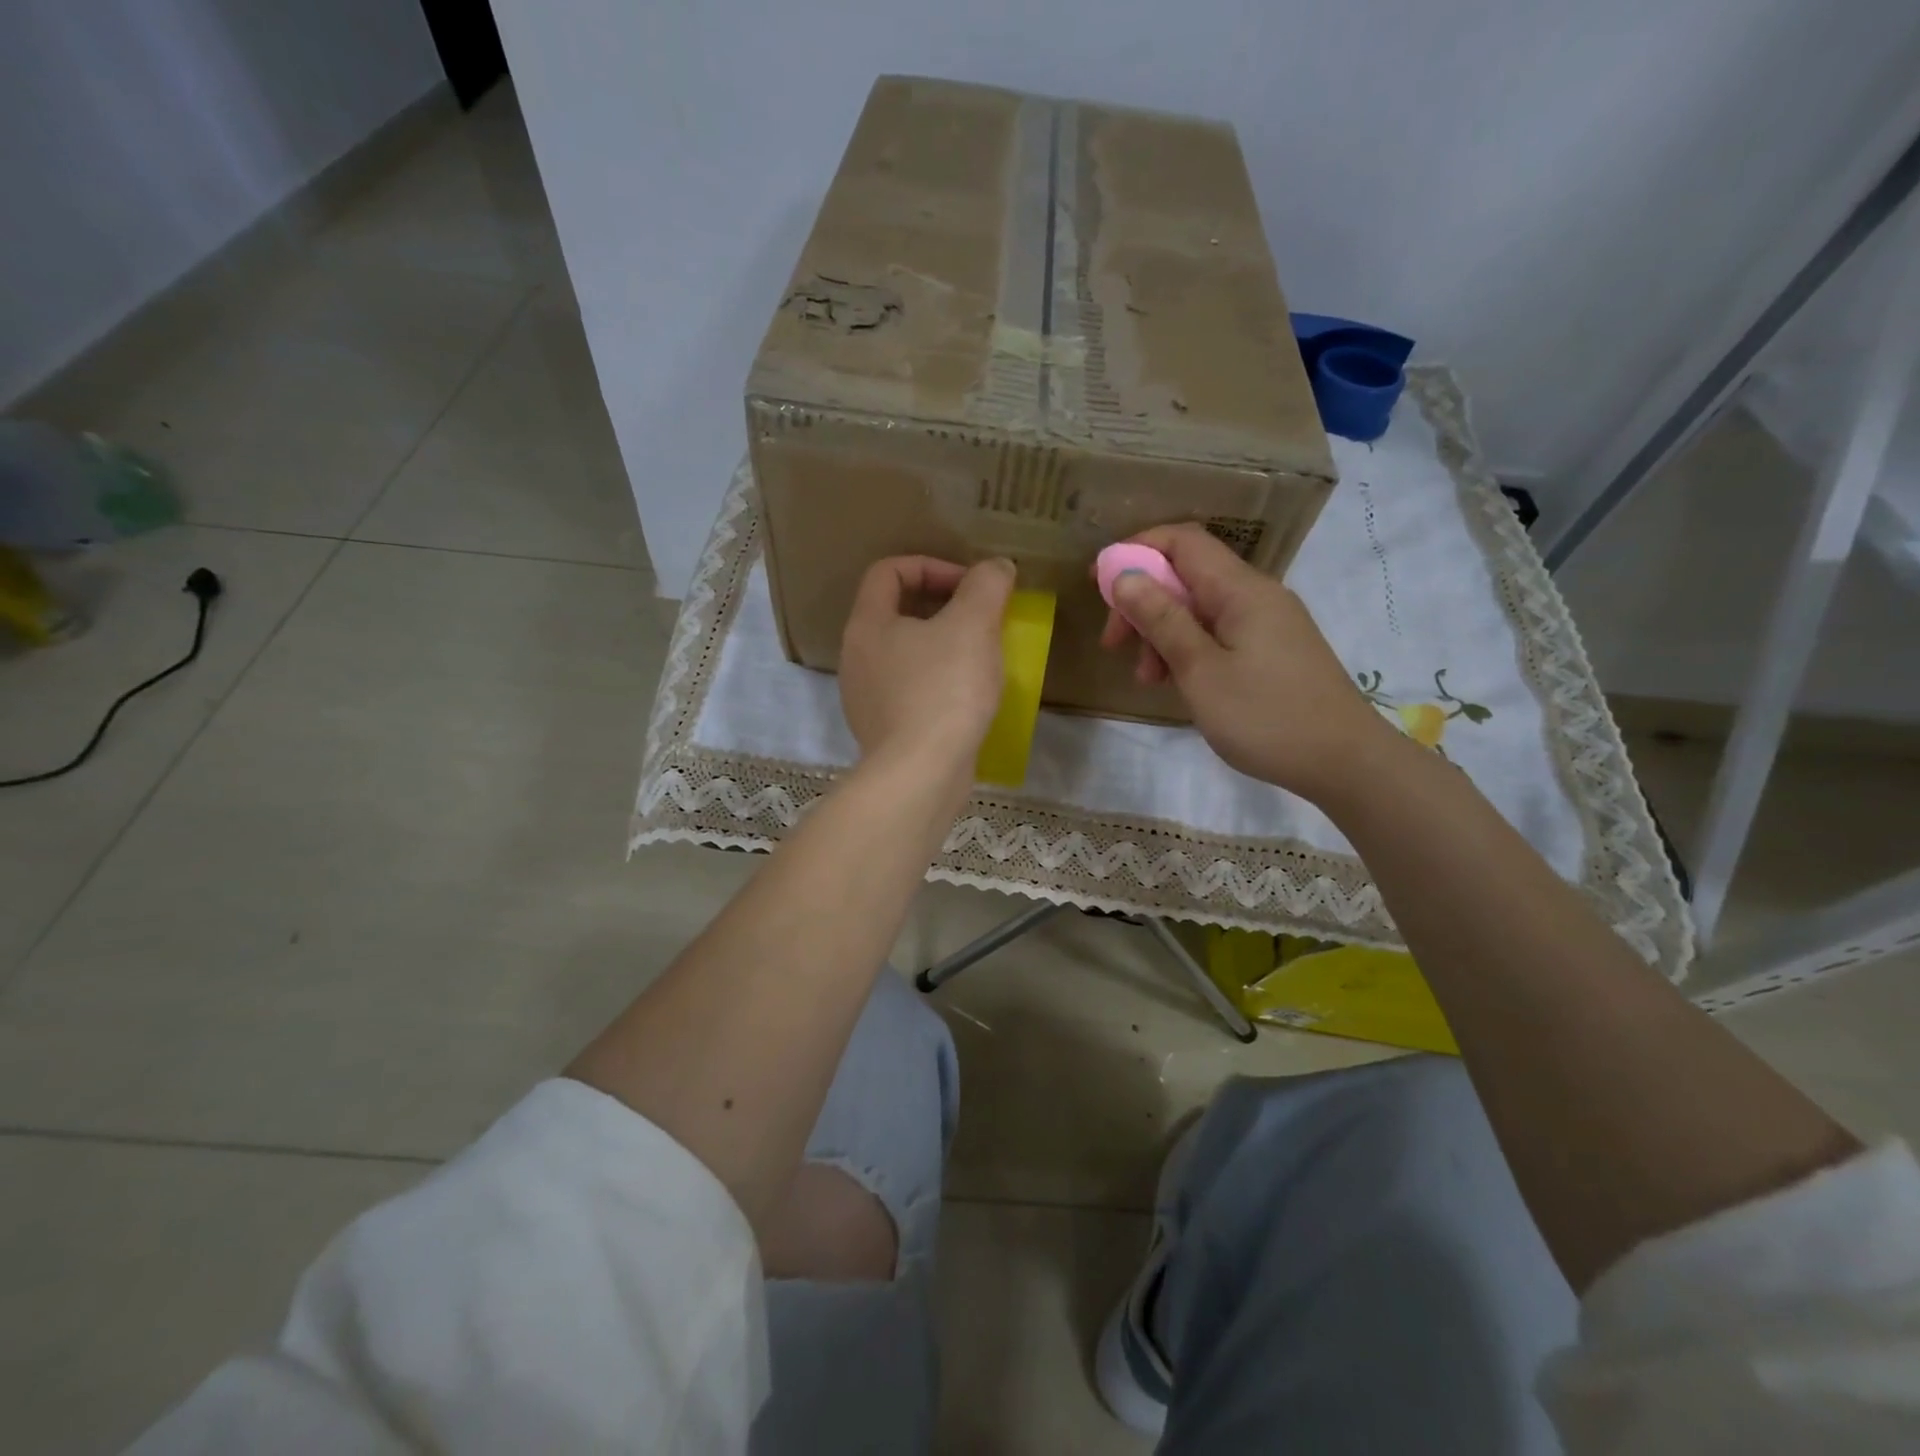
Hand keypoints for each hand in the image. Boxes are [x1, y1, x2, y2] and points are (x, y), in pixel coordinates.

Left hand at [839, 555, 1014, 785]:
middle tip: (981, 619)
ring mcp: (866, 698)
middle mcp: (856, 657)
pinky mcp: (884, 730)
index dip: (932, 566)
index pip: (889, 571)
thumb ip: (986, 585)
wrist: (922, 774)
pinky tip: (968, 697)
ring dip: (943, 646)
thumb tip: (996, 568)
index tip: (970, 586)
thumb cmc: (944, 690)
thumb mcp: (973, 625)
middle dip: (943, 607)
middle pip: (896, 612)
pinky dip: (938, 682)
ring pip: (906, 654)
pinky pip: (911, 690)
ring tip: (980, 656)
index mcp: (867, 624)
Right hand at [1097, 524, 1398, 801]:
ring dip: (1163, 632)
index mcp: (1241, 590)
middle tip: (1114, 644)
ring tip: (1147, 677)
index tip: (1098, 584)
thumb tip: (1125, 575)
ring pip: (1200, 608)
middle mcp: (1256, 595)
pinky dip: (1189, 648)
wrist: (1344, 762)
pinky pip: (1219, 633)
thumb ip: (1162, 619)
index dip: (1136, 551)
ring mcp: (1268, 623)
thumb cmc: (1265, 716)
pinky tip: (1177, 682)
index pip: (1182, 541)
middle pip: (1187, 575)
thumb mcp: (1201, 670)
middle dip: (1143, 601)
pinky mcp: (1272, 650)